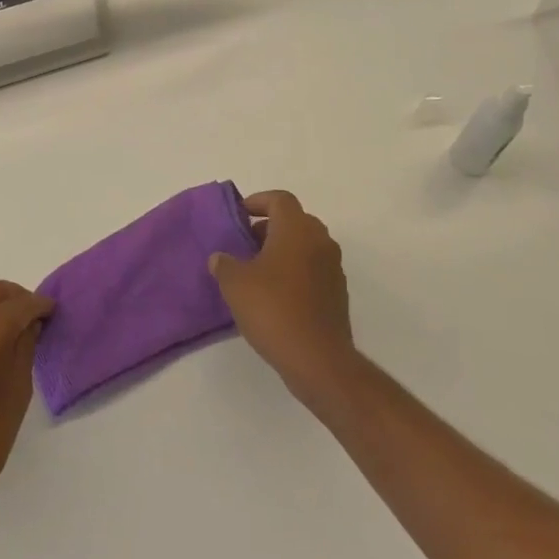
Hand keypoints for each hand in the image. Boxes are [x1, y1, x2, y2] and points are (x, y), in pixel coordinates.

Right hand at [209, 190, 355, 396]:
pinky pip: (313, 269)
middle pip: (294, 220)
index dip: (257, 202)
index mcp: (296, 228)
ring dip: (282, 250)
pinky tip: (275, 295)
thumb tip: (220, 258)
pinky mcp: (338, 293)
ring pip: (305, 245)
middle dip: (268, 227)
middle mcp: (320, 240)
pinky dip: (295, 271)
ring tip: (256, 271)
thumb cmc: (273, 309)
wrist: (318, 359)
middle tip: (244, 244)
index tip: (238, 216)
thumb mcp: (235, 284)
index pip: (279, 199)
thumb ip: (224, 264)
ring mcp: (333, 267)